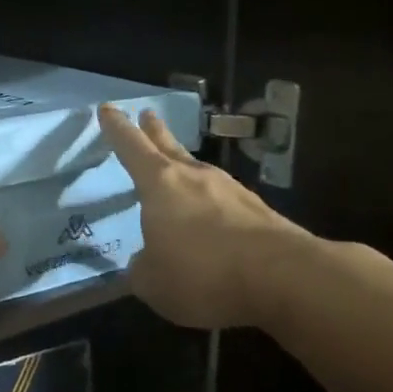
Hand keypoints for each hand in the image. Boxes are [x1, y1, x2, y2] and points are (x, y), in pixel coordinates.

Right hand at [98, 103, 313, 329]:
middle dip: (154, 131)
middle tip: (148, 115)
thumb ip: (141, 268)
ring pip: (199, 172)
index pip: (131, 147)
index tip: (108, 109)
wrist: (284, 277)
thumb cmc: (203, 272)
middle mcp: (195, 177)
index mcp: (160, 184)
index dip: (117, 128)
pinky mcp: (258, 211)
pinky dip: (210, 205)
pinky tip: (210, 222)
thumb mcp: (153, 283)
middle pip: (169, 147)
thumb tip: (144, 262)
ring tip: (176, 173)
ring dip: (184, 169)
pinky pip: (224, 201)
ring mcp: (231, 190)